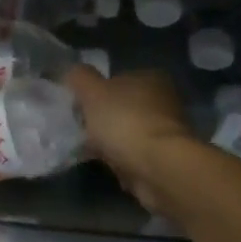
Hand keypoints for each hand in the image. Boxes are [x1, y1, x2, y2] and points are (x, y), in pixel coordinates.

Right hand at [64, 66, 198, 217]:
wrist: (160, 169)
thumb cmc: (125, 121)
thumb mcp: (92, 91)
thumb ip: (80, 77)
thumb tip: (74, 72)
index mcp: (150, 77)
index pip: (117, 78)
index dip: (96, 90)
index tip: (79, 105)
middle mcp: (163, 100)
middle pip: (123, 106)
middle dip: (103, 118)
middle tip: (81, 128)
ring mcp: (166, 131)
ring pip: (128, 132)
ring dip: (111, 141)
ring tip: (89, 149)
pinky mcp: (165, 159)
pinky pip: (134, 155)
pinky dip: (121, 160)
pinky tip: (106, 165)